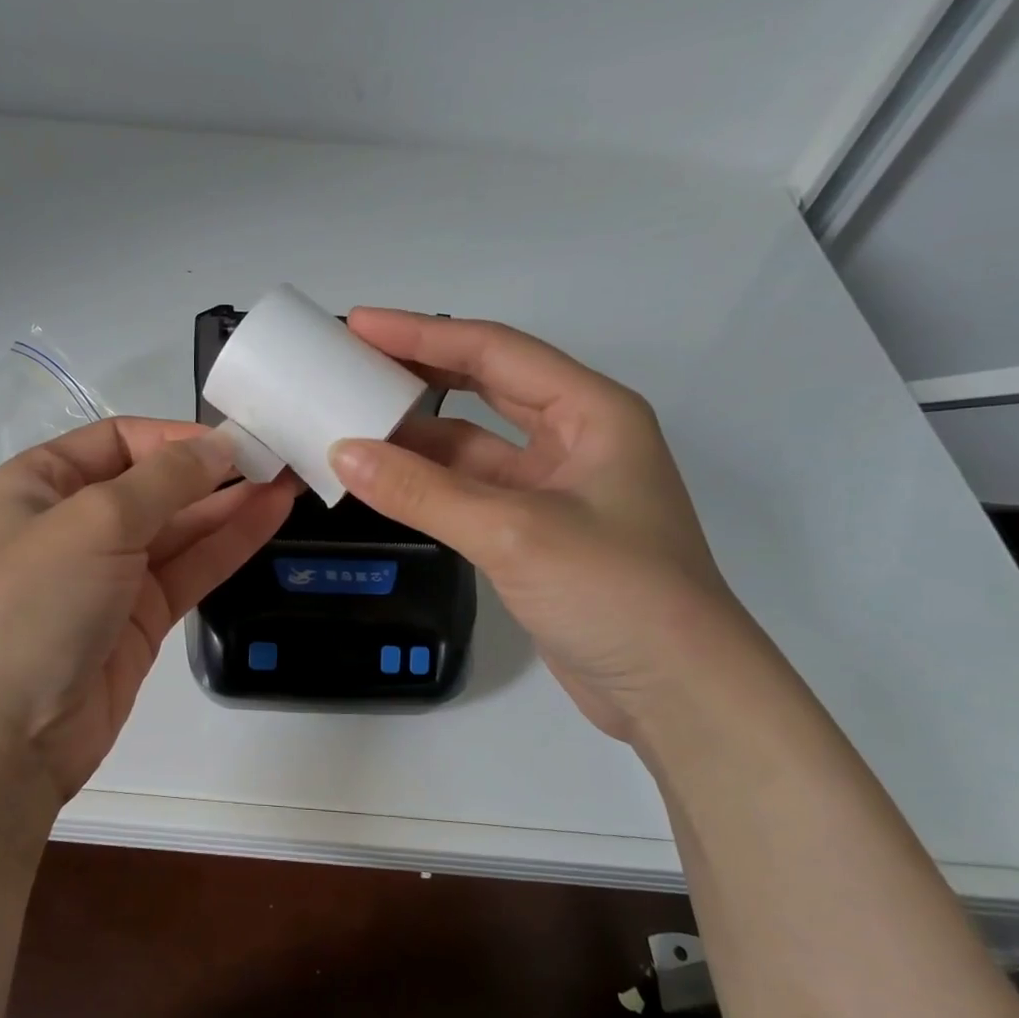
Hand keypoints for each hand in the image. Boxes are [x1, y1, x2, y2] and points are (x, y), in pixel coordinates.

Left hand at [0, 418, 295, 800]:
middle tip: (279, 456)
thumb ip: (166, 479)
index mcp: (43, 484)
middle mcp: (76, 522)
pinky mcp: (141, 618)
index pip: (120, 440)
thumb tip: (221, 445)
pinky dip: (229, 543)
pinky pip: (191, 569)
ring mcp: (112, 573)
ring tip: (289, 479)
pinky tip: (271, 516)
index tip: (235, 440)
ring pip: (181, 528)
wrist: (6, 735)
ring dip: (232, 504)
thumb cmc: (35, 604)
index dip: (176, 437)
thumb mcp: (94, 521)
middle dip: (214, 470)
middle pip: (155, 483)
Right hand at [329, 310, 748, 739]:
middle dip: (420, 372)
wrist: (676, 692)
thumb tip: (343, 453)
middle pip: (486, 387)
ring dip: (418, 435)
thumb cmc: (614, 591)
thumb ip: (423, 491)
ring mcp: (556, 489)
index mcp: (591, 412)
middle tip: (351, 363)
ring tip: (353, 421)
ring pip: (474, 445)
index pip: (494, 351)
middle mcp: (576, 439)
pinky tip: (385, 481)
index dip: (422, 334)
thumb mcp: (514, 531)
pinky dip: (428, 484)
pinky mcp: (537, 533)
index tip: (358, 324)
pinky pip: (471, 491)